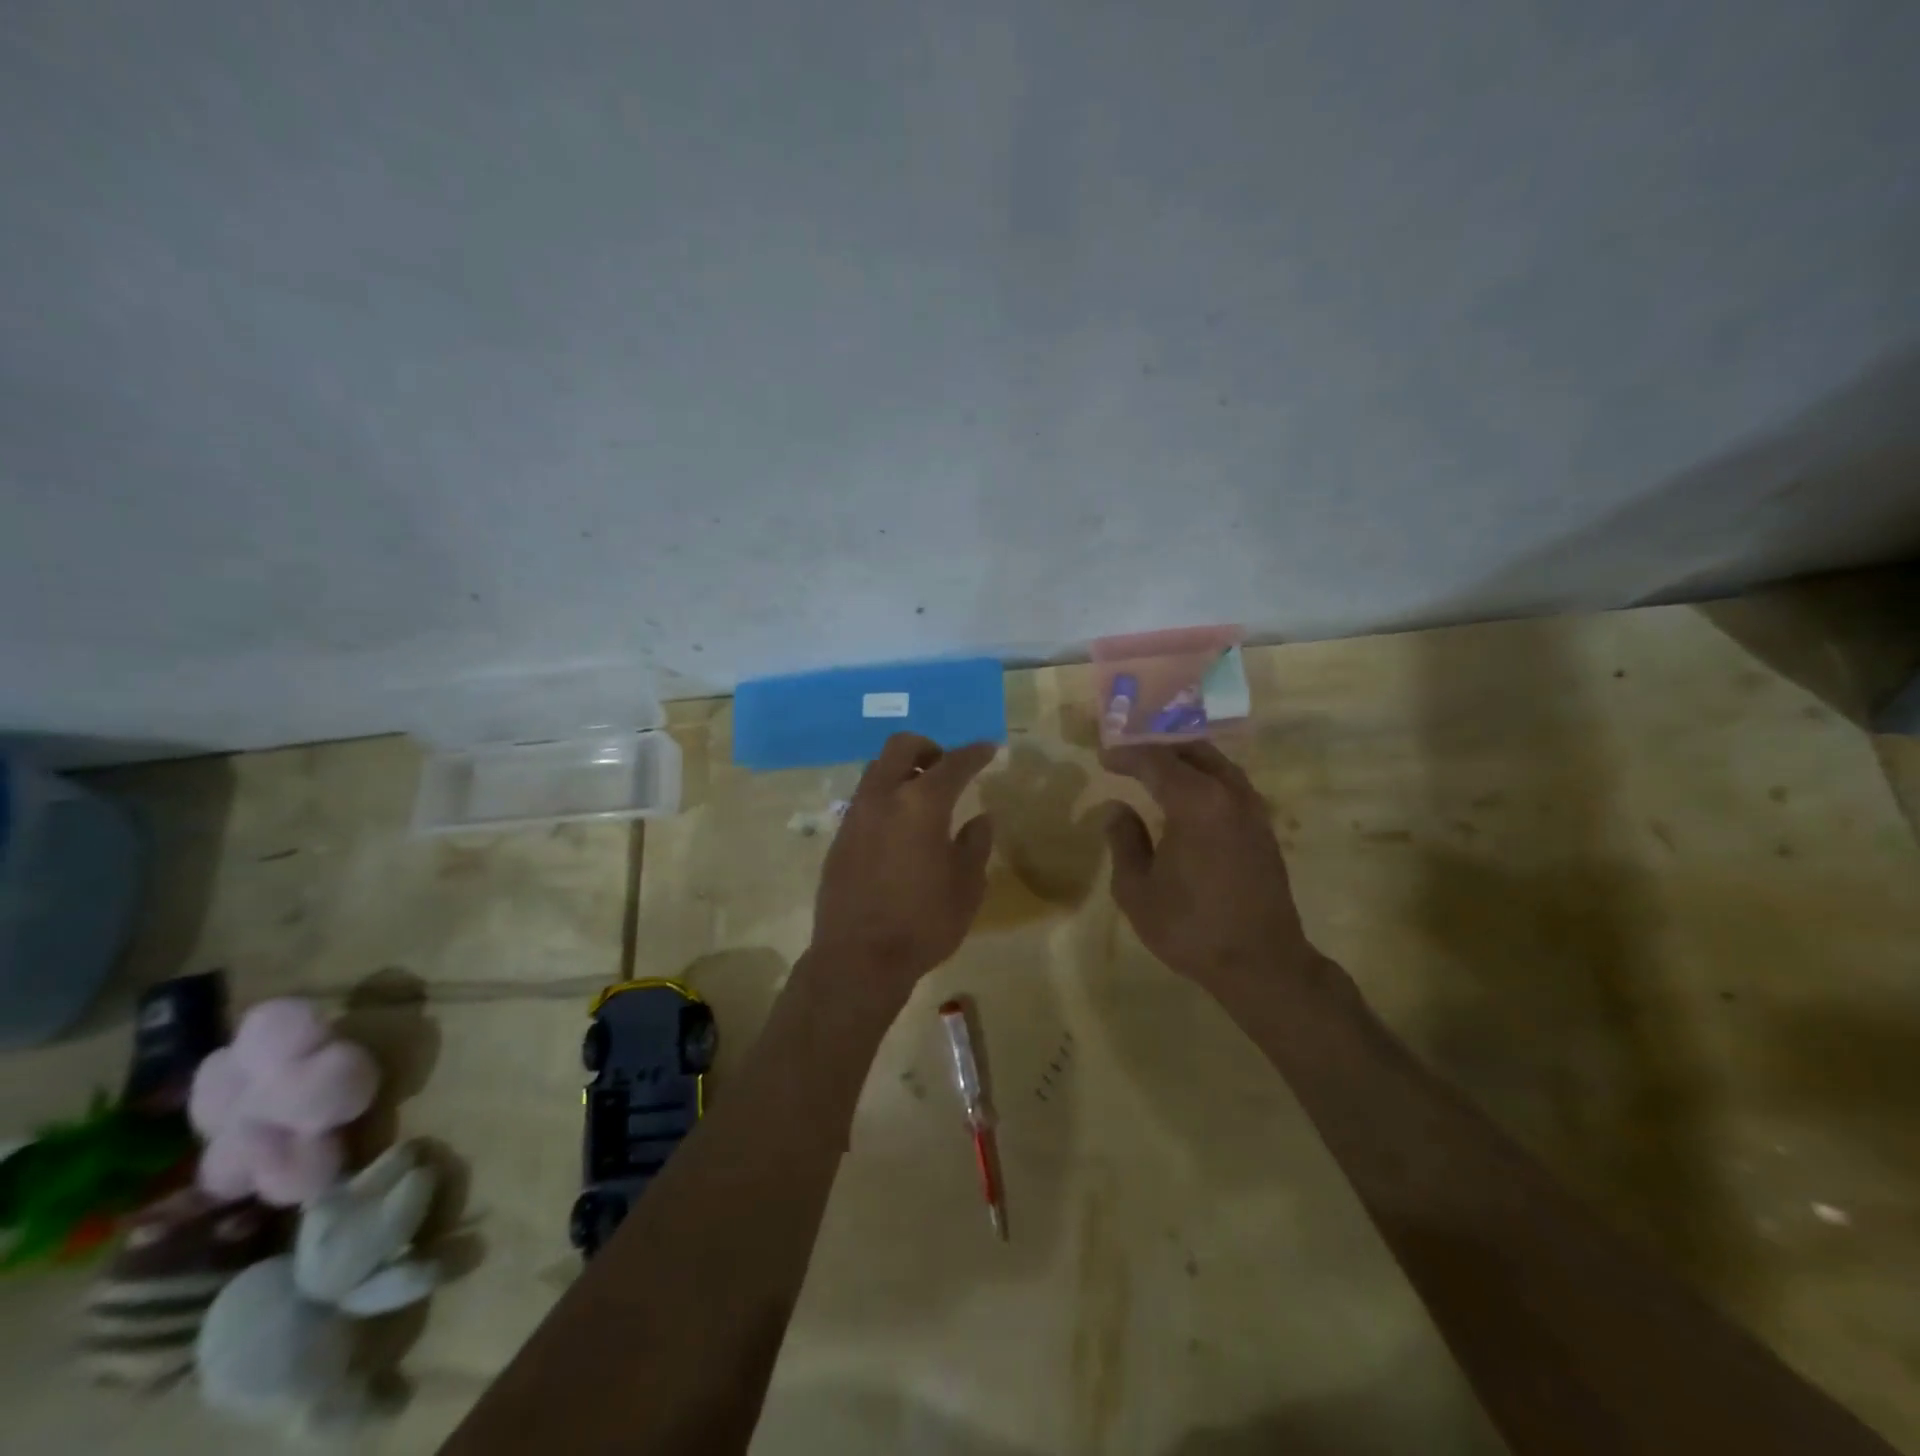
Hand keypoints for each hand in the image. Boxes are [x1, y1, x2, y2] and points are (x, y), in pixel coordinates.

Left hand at [809, 733, 996, 997]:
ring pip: (877, 769)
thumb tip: (980, 818)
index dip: (974, 753)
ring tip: (923, 799)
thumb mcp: (967, 886)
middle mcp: (883, 797)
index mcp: (921, 804)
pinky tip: (899, 828)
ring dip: (902, 770)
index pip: (953, 763)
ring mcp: (855, 815)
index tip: (989, 749)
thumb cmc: (923, 922)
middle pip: (901, 747)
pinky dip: (886, 797)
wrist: (858, 959)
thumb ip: (975, 844)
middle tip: (947, 769)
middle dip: (928, 748)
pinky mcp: (839, 837)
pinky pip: (865, 799)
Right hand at [1102, 743, 1324, 995]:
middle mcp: (1229, 794)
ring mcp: (1252, 809)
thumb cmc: (1191, 927)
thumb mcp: (1137, 889)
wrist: (1261, 963)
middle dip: (1157, 746)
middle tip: (1128, 754)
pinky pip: (1229, 783)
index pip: (1155, 760)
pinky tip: (1187, 793)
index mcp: (1196, 802)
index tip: (1103, 758)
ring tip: (1155, 766)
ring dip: (1183, 757)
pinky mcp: (1262, 827)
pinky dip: (1203, 775)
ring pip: (1216, 763)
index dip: (1126, 755)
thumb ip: (1124, 841)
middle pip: (1191, 750)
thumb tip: (1118, 809)